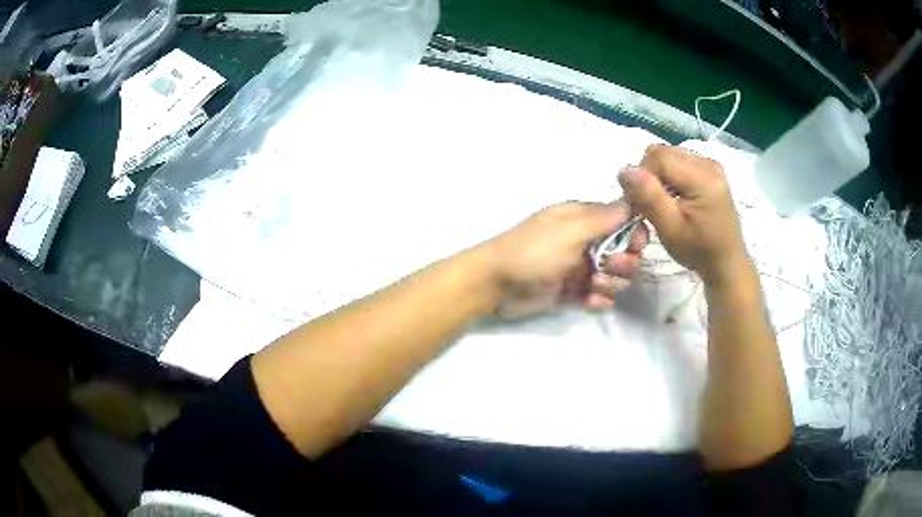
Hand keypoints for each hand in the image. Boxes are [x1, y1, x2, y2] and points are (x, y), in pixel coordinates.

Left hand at [484, 201, 647, 317]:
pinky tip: (593, 301)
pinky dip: (600, 299)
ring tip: (594, 285)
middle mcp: (585, 242)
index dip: (634, 234)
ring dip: (612, 282)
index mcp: (584, 219)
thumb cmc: (533, 250)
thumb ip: (604, 217)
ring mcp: (579, 268)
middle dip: (624, 262)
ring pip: (613, 277)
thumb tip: (633, 197)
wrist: (495, 284)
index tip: (637, 245)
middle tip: (610, 268)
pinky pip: (598, 296)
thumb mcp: (570, 229)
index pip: (622, 222)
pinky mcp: (572, 292)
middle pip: (623, 253)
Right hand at [618, 145, 749, 285]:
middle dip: (648, 176)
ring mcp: (710, 165)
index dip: (642, 176)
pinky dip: (669, 178)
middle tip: (648, 204)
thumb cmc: (699, 251)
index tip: (639, 203)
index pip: (658, 157)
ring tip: (661, 203)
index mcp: (703, 176)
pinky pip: (678, 163)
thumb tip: (624, 171)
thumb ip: (649, 197)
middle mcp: (708, 163)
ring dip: (658, 177)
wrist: (726, 263)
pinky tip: (673, 199)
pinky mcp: (709, 171)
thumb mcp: (671, 229)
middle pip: (662, 153)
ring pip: (668, 156)